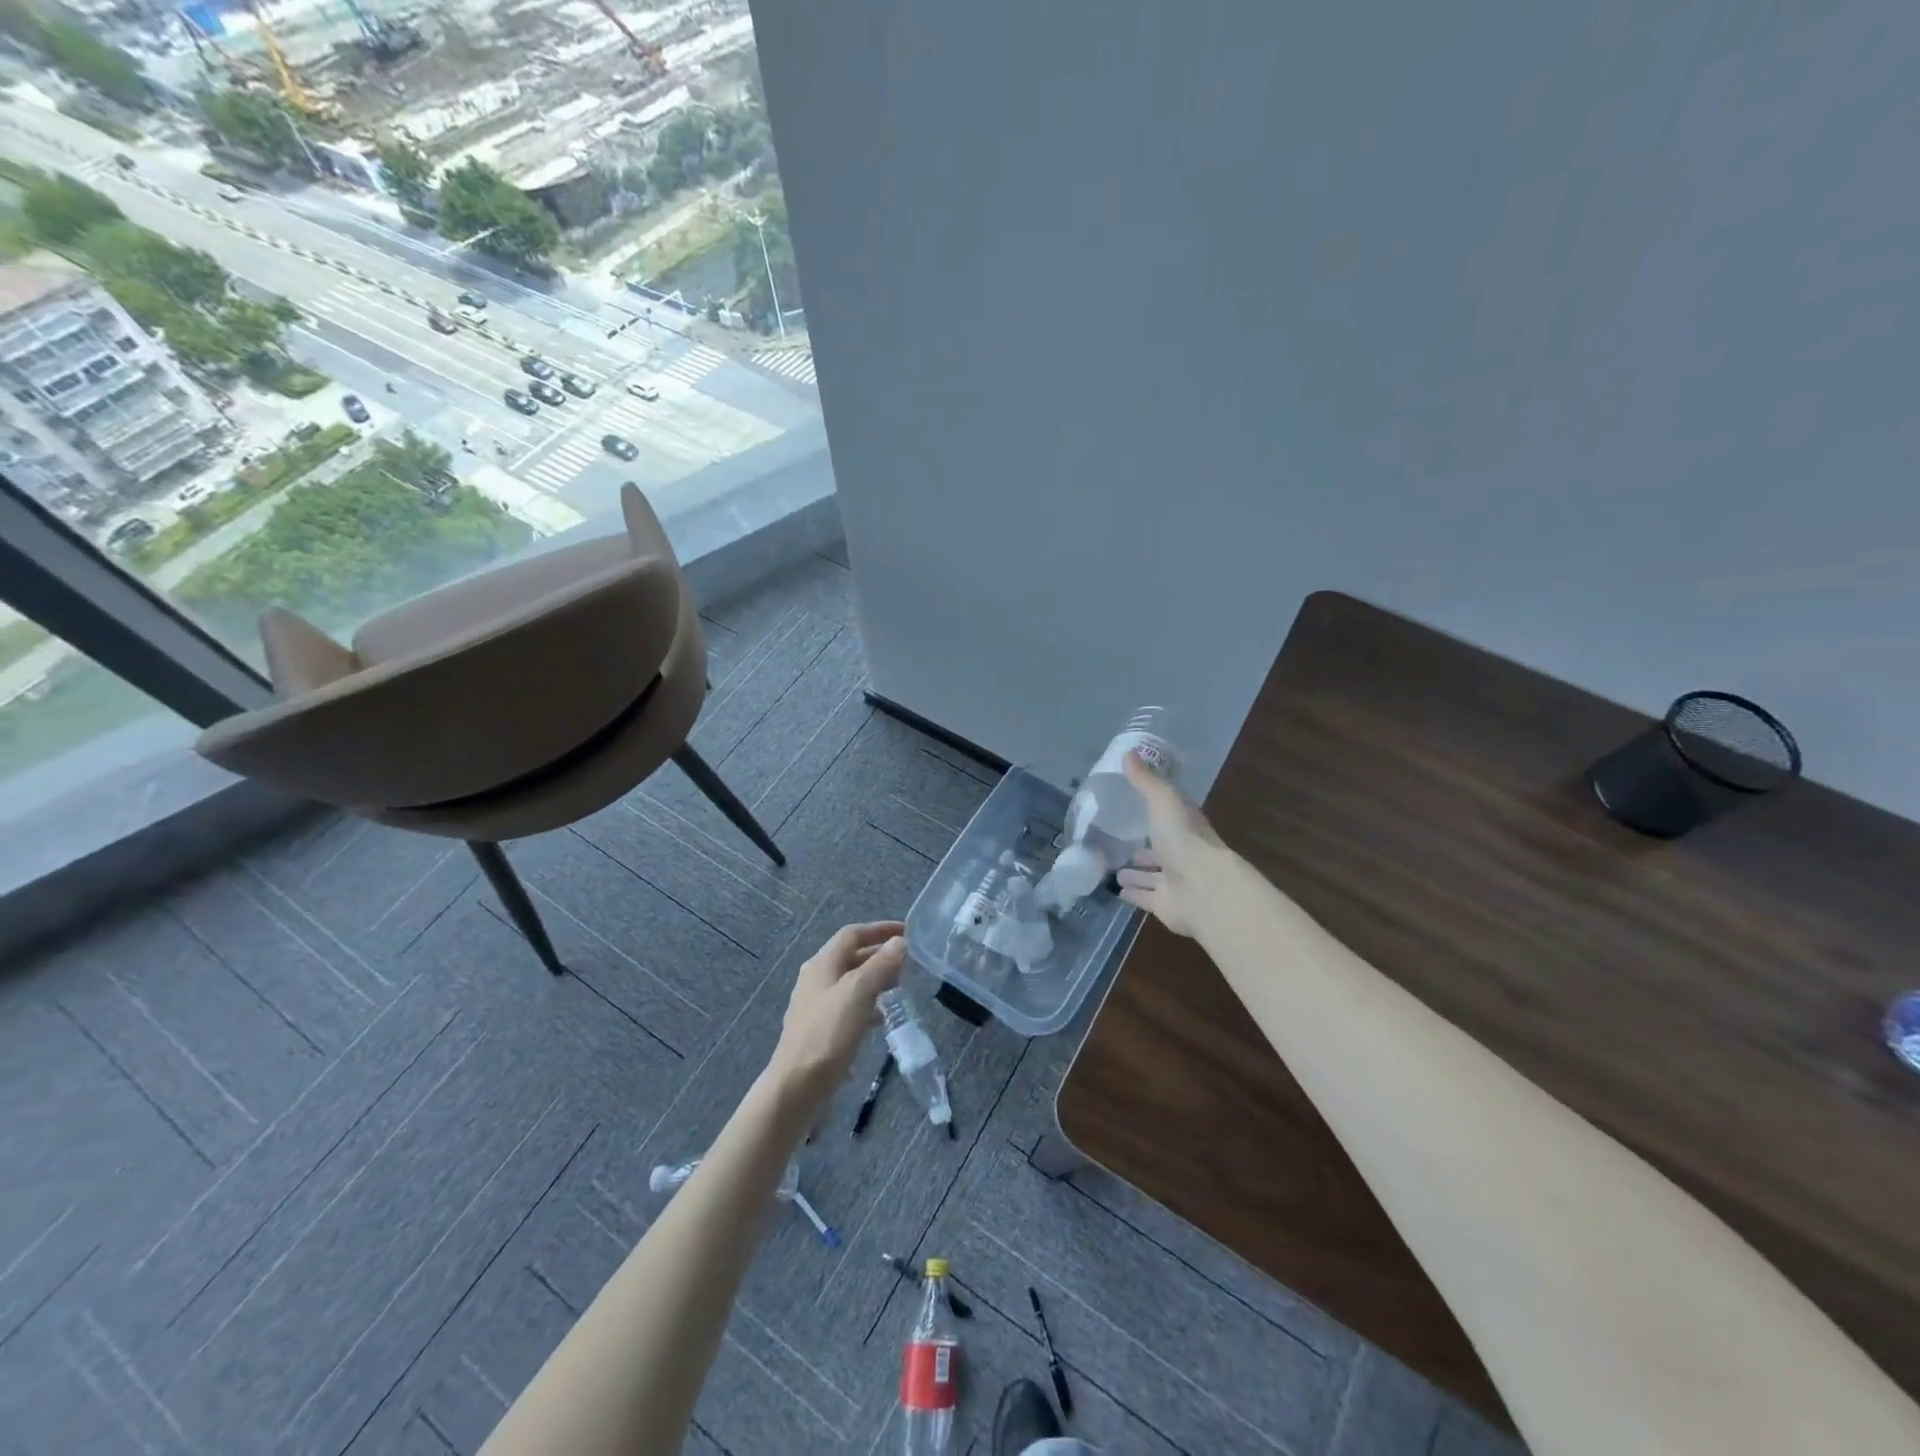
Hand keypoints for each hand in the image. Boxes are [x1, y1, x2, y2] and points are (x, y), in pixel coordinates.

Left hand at [767, 921, 907, 1107]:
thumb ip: (880, 965)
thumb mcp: (858, 994)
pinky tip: (882, 1019)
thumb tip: (899, 941)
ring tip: (900, 987)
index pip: (852, 934)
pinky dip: (867, 1005)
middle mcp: (816, 980)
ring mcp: (816, 1006)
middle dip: (879, 954)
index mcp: (822, 964)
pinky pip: (848, 1007)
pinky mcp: (820, 1030)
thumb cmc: (827, 1034)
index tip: (907, 931)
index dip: (880, 929)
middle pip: (850, 957)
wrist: (796, 1088)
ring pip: (851, 983)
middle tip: (908, 961)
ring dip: (875, 980)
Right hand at [1115, 751, 1229, 937]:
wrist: (1203, 890)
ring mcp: (1175, 882)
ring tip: (1113, 869)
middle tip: (1118, 841)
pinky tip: (1116, 890)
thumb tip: (1128, 752)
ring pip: (1152, 875)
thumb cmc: (1185, 840)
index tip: (1134, 805)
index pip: (1170, 816)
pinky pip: (1145, 897)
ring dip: (1136, 872)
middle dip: (1143, 847)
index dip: (1156, 811)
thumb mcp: (1164, 801)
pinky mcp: (1165, 906)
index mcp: (1186, 827)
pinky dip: (1133, 893)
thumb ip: (1145, 780)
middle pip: (1160, 849)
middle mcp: (1182, 854)